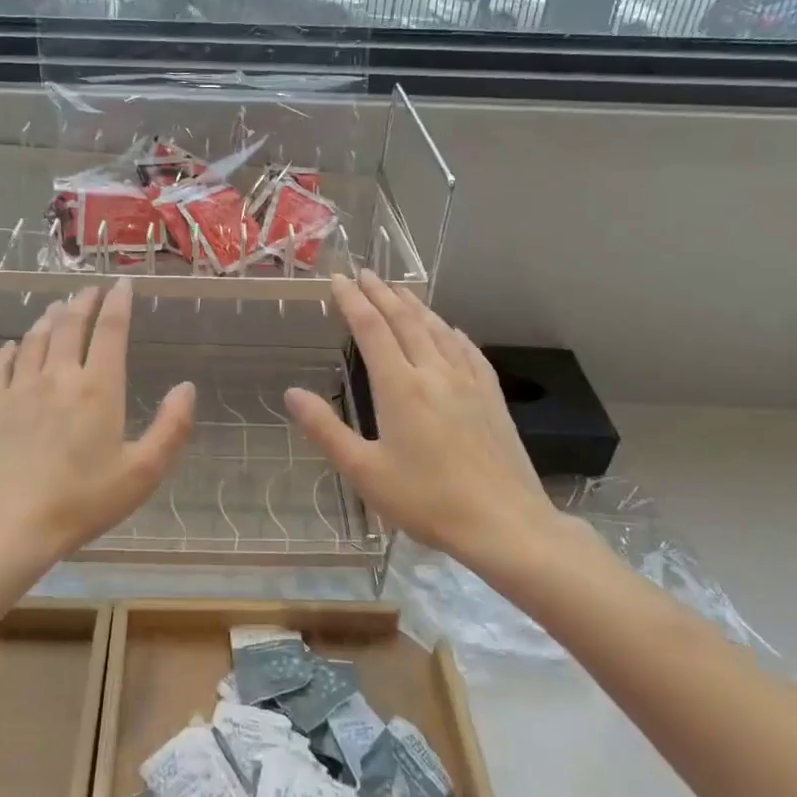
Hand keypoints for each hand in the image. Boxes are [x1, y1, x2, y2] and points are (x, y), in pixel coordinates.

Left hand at [0, 280, 195, 570]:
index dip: (118, 302)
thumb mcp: (143, 473)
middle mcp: (58, 377)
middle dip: (82, 302)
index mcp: (98, 388)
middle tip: (89, 290)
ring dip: (48, 318)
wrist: (7, 526)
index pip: (110, 330)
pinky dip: (11, 349)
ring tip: (56, 307)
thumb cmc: (82, 502)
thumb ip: (172, 428)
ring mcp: (19, 389)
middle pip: (69, 325)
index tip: (122, 283)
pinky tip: (13, 346)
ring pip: (35, 339)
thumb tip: (187, 387)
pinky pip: (1, 365)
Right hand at [286, 270, 583, 574]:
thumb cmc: (427, 501)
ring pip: (438, 330)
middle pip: (405, 320)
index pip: (371, 330)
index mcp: (400, 388)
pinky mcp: (491, 396)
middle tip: (366, 273)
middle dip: (382, 293)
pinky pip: (468, 351)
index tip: (339, 279)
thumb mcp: (364, 472)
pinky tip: (451, 330)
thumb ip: (326, 430)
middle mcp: (434, 373)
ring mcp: (468, 382)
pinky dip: (452, 332)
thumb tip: (292, 393)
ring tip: (401, 290)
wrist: (504, 523)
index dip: (353, 301)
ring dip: (415, 306)